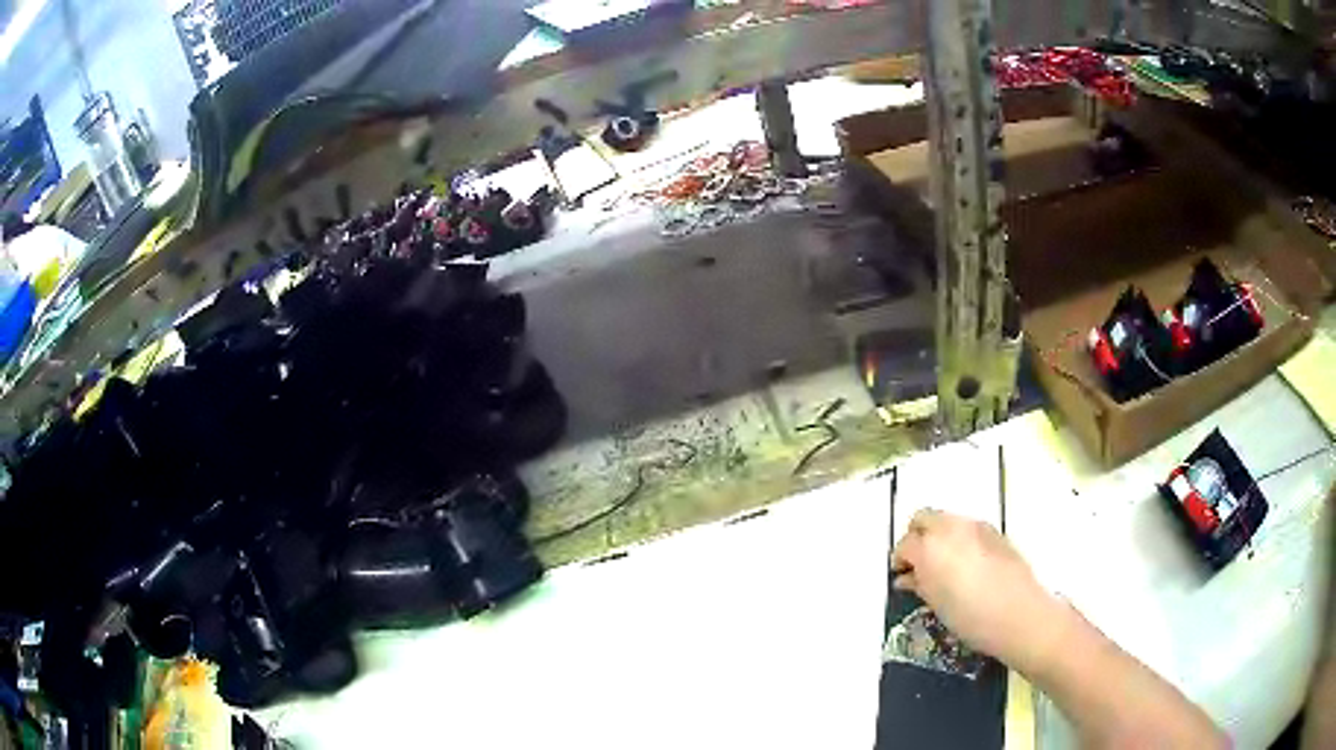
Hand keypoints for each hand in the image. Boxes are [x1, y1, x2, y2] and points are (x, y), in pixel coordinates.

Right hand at [891, 509, 1067, 673]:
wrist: (1020, 614)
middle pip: (923, 518)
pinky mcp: (994, 530)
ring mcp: (975, 525)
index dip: (899, 560)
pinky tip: (966, 564)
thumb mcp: (937, 605)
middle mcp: (950, 527)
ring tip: (943, 564)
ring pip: (946, 519)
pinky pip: (967, 526)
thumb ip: (919, 584)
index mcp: (930, 548)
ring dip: (938, 535)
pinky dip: (959, 538)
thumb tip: (908, 578)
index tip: (901, 576)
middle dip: (916, 537)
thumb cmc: (971, 617)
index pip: (904, 544)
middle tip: (918, 563)